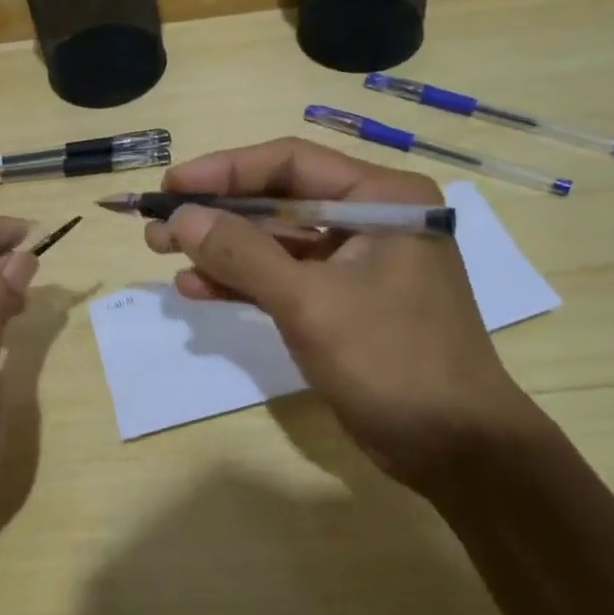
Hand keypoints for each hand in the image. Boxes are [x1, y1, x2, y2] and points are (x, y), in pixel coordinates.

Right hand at [147, 138, 547, 492]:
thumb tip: (182, 217)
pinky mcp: (343, 300)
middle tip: (158, 225)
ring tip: (162, 253)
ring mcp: (357, 261)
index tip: (172, 184)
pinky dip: (243, 282)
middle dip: (217, 214)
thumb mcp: (310, 302)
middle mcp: (371, 217)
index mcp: (382, 197)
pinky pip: (285, 277)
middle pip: (280, 201)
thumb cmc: (393, 361)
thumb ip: (243, 254)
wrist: (456, 451)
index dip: (225, 170)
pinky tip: (196, 288)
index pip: (291, 163)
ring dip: (222, 249)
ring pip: (276, 241)